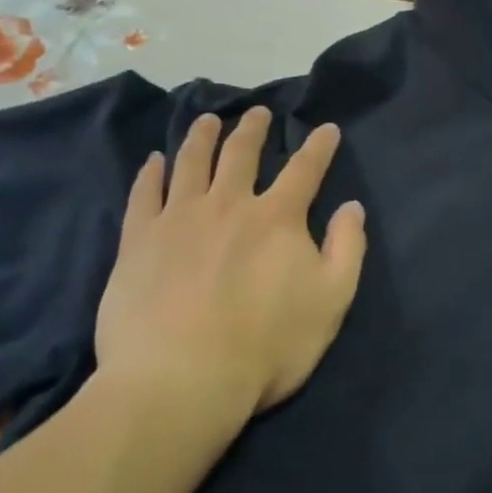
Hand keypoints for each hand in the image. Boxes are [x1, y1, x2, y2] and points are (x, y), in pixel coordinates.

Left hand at [94, 108, 366, 421]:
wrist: (181, 380)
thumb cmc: (266, 346)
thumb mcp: (330, 302)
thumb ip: (346, 249)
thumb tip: (352, 207)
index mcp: (277, 218)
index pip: (304, 170)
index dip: (319, 146)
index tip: (326, 128)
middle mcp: (228, 204)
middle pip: (241, 154)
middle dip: (253, 129)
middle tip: (257, 112)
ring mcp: (179, 218)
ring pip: (192, 162)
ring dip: (201, 136)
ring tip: (206, 120)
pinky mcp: (139, 240)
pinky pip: (144, 194)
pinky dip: (150, 173)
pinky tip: (153, 161)